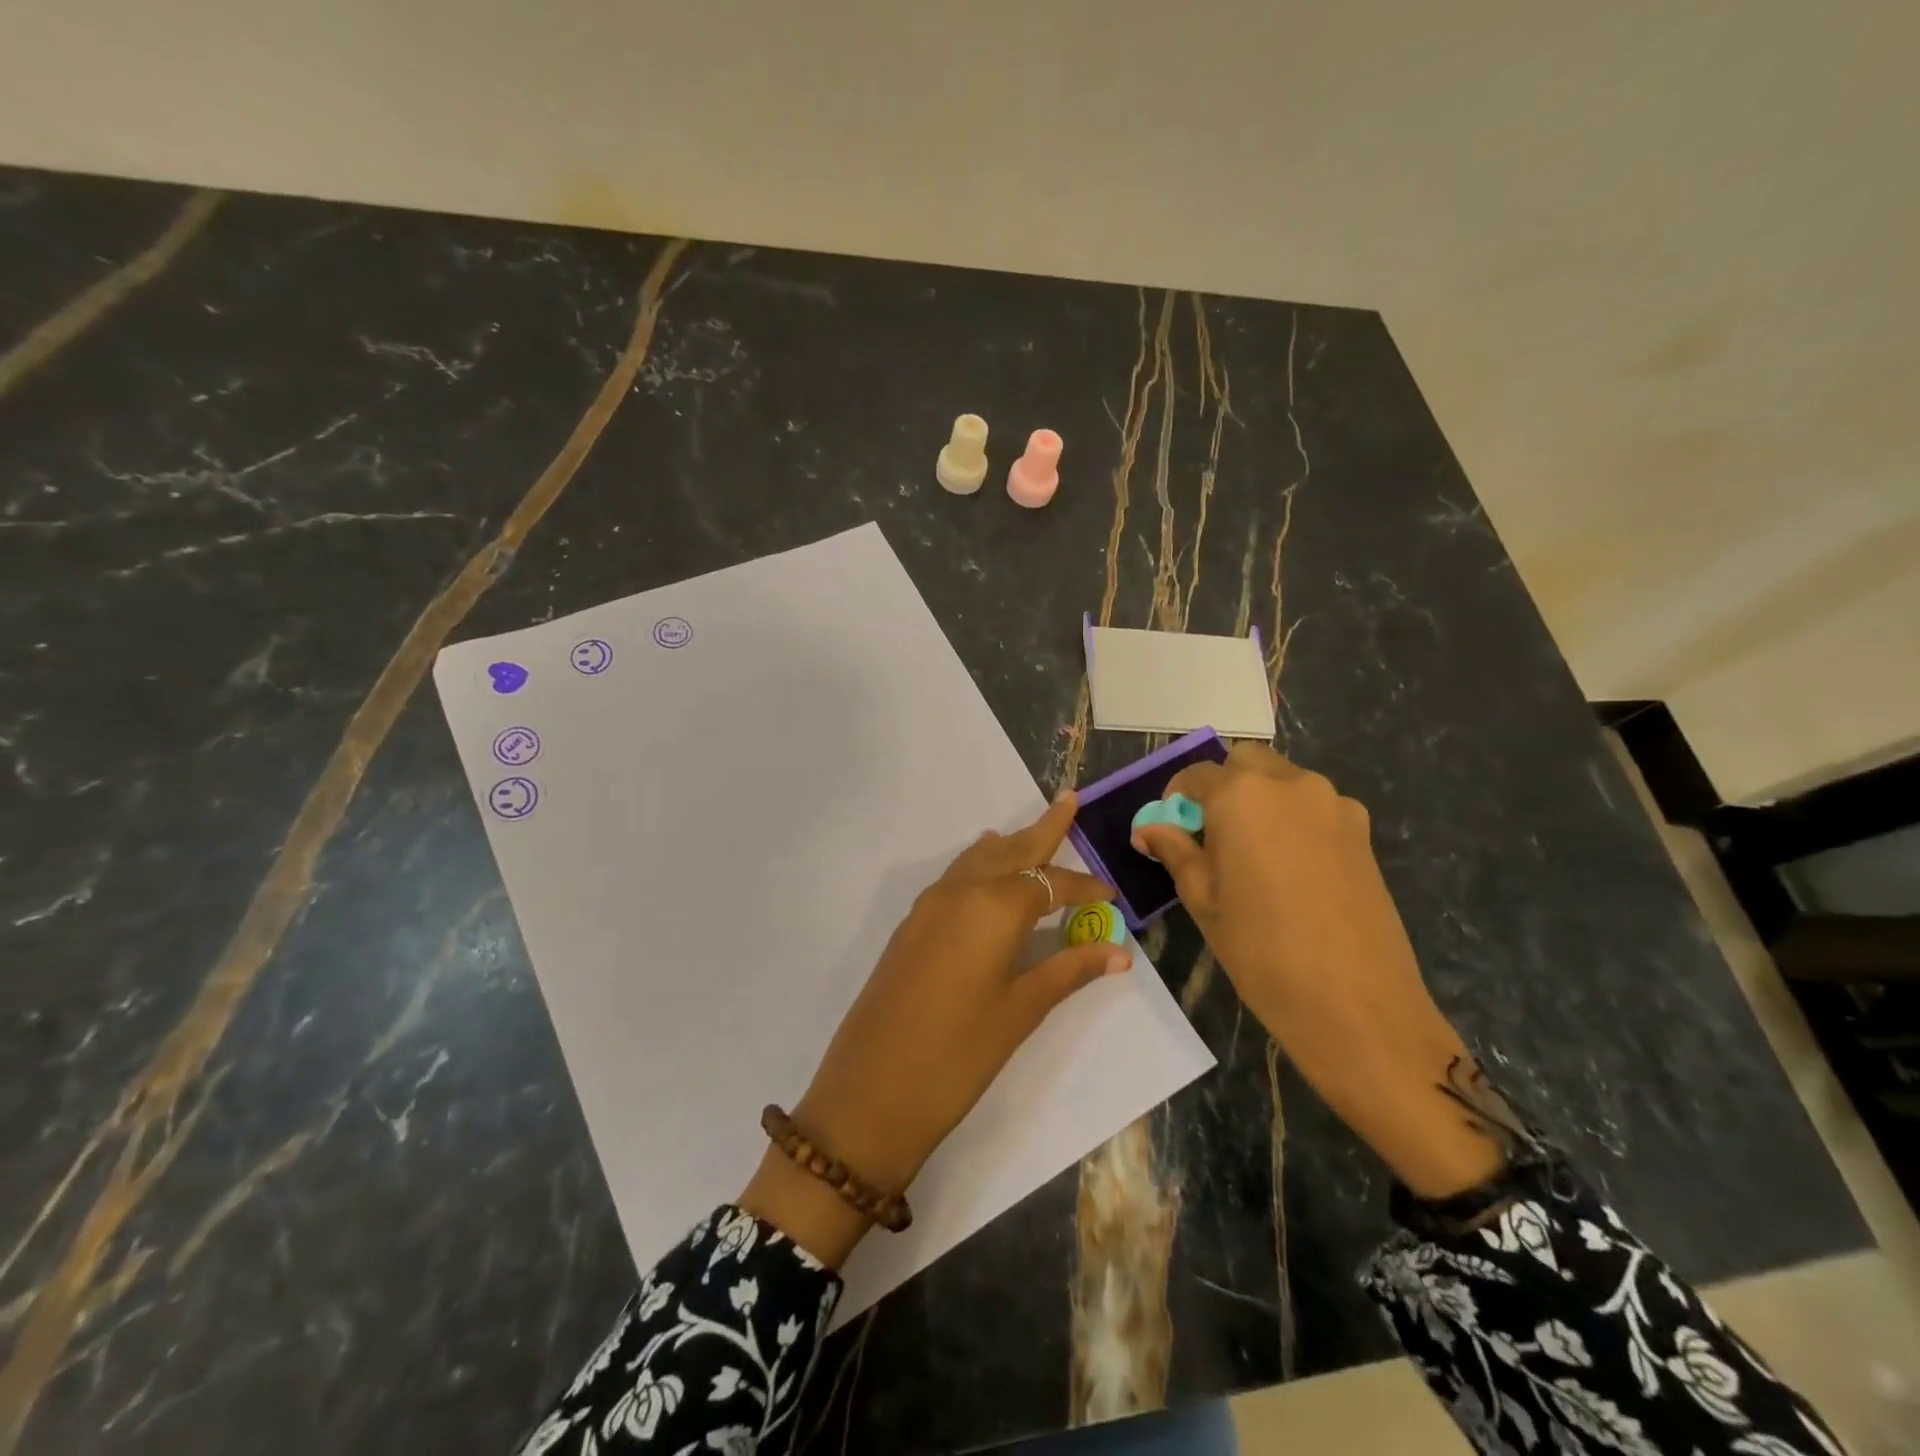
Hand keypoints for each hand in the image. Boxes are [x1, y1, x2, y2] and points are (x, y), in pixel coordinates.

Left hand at [739, 791, 1131, 1264]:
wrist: (870, 1090)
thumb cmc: (959, 1054)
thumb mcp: (1021, 1011)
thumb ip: (1068, 970)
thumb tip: (1118, 952)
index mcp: (995, 906)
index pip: (1052, 884)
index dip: (1085, 889)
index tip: (1112, 897)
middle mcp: (961, 891)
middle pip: (1011, 850)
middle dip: (1044, 829)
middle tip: (1068, 801)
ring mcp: (929, 905)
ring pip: (978, 859)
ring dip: (1008, 845)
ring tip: (1031, 834)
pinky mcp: (911, 924)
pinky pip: (955, 878)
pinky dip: (979, 866)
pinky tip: (987, 875)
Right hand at [1133, 744, 1503, 1197]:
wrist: (1358, 1006)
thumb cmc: (1263, 952)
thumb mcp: (1204, 901)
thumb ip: (1175, 852)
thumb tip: (1149, 828)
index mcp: (1242, 796)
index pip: (1196, 775)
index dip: (1175, 799)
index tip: (1167, 830)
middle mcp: (1291, 785)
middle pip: (1245, 764)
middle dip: (1221, 788)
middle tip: (1209, 837)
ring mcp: (1334, 805)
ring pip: (1283, 782)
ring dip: (1258, 801)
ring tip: (1251, 857)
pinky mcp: (1362, 832)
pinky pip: (1314, 808)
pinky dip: (1292, 820)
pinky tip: (1290, 870)